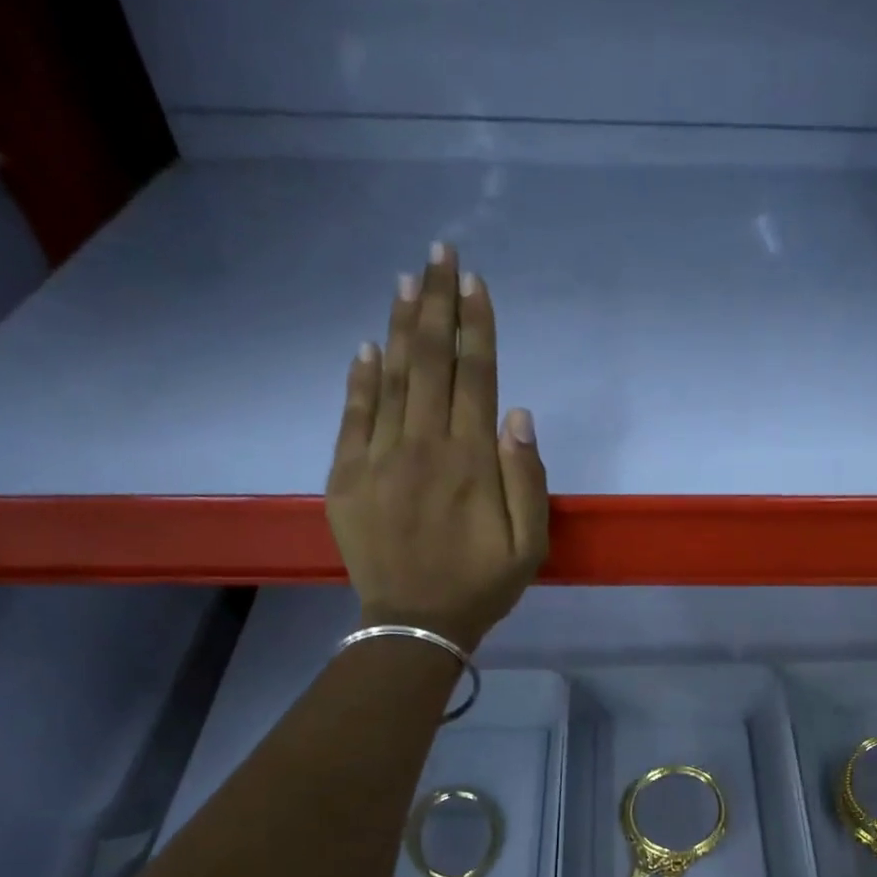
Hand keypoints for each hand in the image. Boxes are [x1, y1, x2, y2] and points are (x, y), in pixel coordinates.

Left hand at [327, 242, 547, 650]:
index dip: (476, 326)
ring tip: (405, 278)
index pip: (475, 377)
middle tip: (439, 252)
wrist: (415, 624)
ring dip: (399, 325)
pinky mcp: (346, 476)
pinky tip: (367, 345)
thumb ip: (528, 479)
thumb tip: (518, 414)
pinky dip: (360, 378)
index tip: (474, 281)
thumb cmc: (482, 586)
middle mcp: (424, 447)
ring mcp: (379, 459)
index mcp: (471, 462)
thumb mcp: (530, 546)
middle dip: (436, 303)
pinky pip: (353, 416)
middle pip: (430, 362)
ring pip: (391, 378)